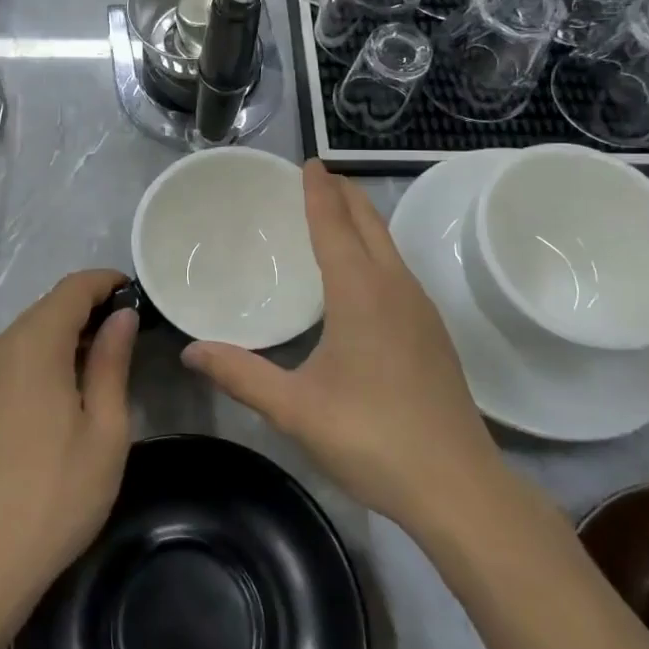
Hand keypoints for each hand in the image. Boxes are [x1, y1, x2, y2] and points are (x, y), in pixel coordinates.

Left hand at [0, 270, 137, 634]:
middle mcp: (1, 346)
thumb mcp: (104, 429)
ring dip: (67, 332)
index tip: (137, 294)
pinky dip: (44, 354)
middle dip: (89, 308)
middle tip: (128, 333)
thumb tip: (122, 316)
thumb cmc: (56, 495)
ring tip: (104, 361)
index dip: (106, 282)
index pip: (73, 288)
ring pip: (30, 330)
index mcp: (34, 344)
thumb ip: (112, 362)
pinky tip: (65, 388)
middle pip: (50, 306)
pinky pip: (14, 356)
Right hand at [181, 161, 502, 535]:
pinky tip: (363, 275)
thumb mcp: (296, 409)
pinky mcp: (433, 332)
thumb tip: (189, 351)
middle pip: (369, 223)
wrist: (459, 487)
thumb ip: (241, 375)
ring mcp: (421, 309)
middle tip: (318, 176)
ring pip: (389, 245)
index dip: (319, 191)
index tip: (309, 162)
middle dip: (344, 193)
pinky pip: (398, 269)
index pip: (335, 224)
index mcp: (360, 293)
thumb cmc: (372, 437)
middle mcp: (395, 287)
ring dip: (362, 220)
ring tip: (335, 214)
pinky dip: (376, 249)